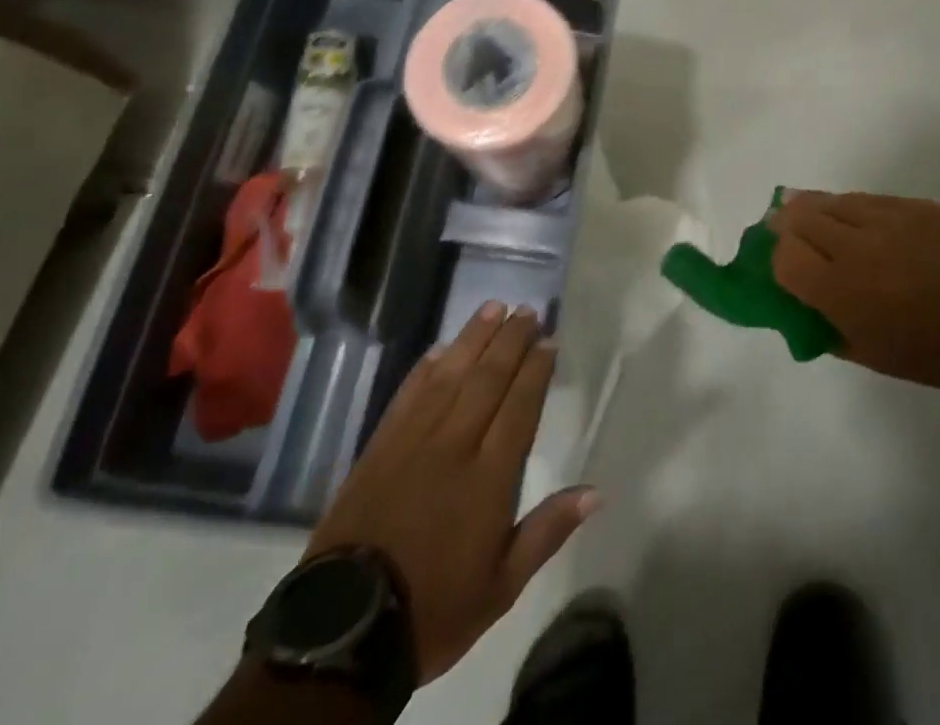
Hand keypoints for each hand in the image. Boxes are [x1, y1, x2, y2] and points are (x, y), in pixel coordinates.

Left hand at [306, 301, 598, 683]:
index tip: (549, 340)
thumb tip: (596, 492)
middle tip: (528, 311)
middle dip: (511, 340)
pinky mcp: (379, 447)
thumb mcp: (501, 586)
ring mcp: (413, 442)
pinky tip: (441, 348)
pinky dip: (426, 367)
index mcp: (488, 477)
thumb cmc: (434, 608)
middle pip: (488, 378)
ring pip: (450, 375)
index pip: (520, 405)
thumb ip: (548, 531)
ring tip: (493, 307)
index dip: (536, 369)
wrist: (344, 632)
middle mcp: (454, 445)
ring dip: (474, 338)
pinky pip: (408, 394)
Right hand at [767, 191, 939, 386]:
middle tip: (781, 225)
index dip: (775, 257)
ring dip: (813, 207)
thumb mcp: (869, 353)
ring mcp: (883, 218)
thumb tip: (807, 307)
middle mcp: (854, 245)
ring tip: (805, 209)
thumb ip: (828, 328)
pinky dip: (849, 205)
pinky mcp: (910, 204)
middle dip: (785, 223)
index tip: (780, 262)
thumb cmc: (931, 350)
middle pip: (800, 218)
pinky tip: (849, 212)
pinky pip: (866, 198)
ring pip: (832, 201)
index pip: (784, 257)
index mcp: (839, 289)